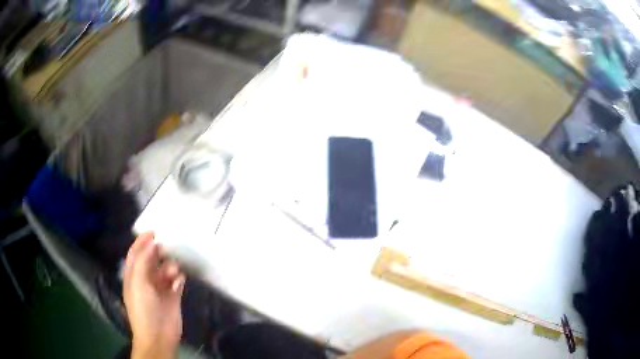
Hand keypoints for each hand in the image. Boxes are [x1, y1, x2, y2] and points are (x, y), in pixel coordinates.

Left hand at [124, 232, 185, 358]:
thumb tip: (152, 244)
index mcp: (133, 276)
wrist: (158, 335)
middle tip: (168, 248)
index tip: (153, 232)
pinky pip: (177, 281)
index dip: (141, 242)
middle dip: (159, 253)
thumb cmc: (143, 308)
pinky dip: (178, 278)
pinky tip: (179, 280)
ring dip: (170, 267)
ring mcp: (160, 288)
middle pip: (152, 260)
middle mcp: (145, 280)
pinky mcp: (173, 296)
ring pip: (166, 269)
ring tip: (173, 272)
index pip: (135, 254)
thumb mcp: (138, 282)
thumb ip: (142, 261)